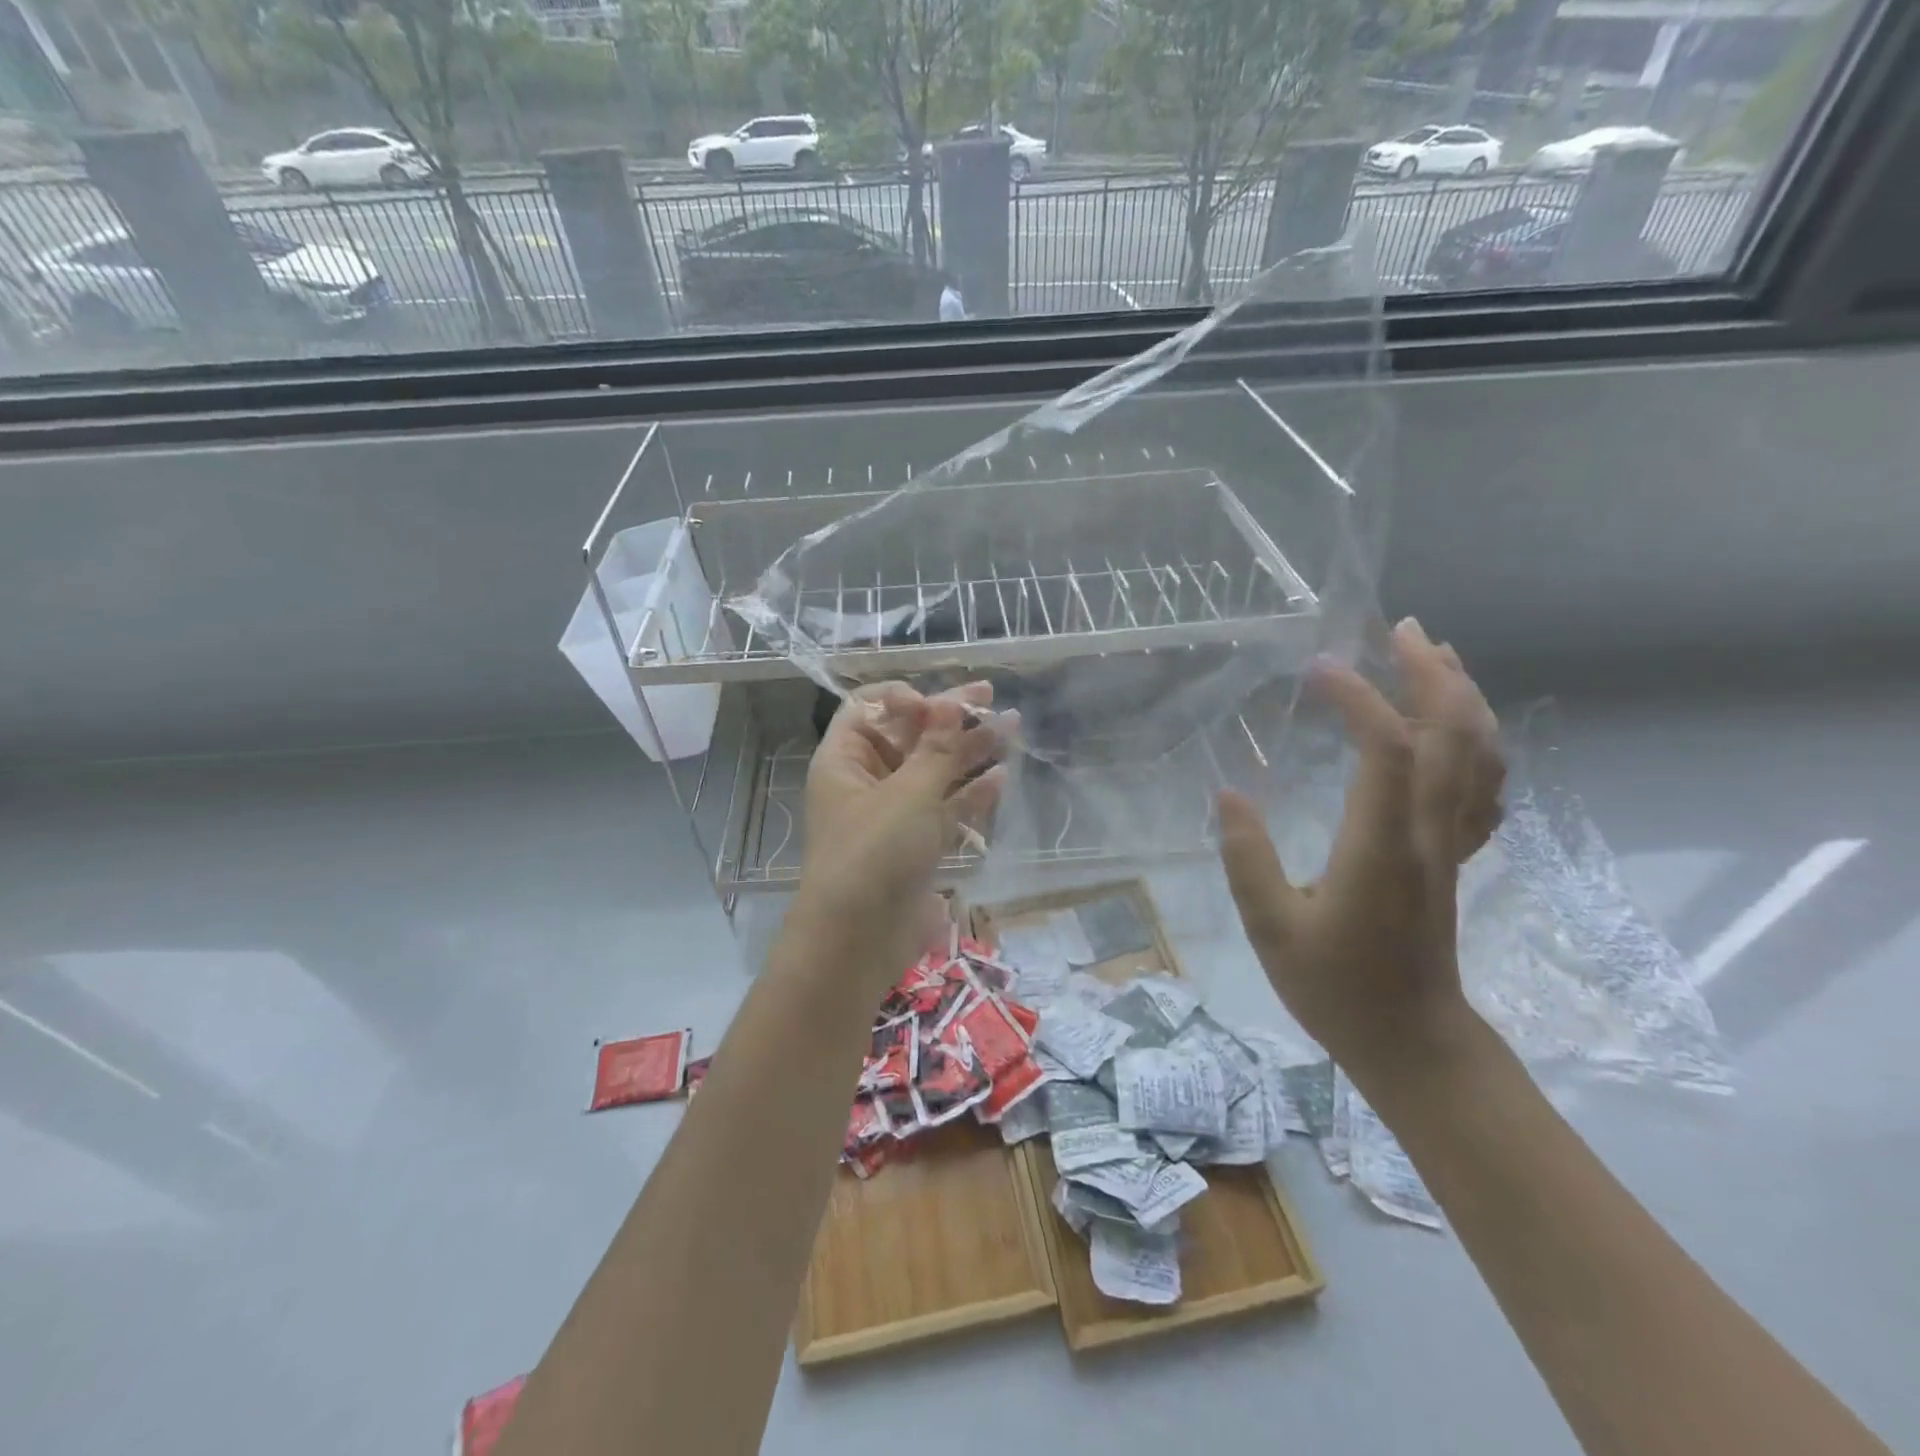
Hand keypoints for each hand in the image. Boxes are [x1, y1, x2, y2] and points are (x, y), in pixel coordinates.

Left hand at [795, 681, 1011, 982]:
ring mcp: (893, 815)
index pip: (870, 708)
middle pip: (909, 737)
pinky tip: (1000, 778)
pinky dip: (970, 794)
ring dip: (968, 752)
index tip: (939, 703)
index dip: (905, 698)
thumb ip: (937, 749)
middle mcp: (867, 781)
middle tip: (990, 698)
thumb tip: (952, 702)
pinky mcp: (916, 845)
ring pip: (933, 772)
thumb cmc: (874, 853)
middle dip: (949, 718)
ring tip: (1011, 728)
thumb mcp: (908, 794)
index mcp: (846, 758)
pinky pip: (945, 809)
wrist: (858, 941)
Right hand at [1216, 618, 1503, 1081]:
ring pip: (1479, 755)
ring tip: (1433, 655)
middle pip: (1452, 736)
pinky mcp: (1453, 855)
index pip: (1388, 750)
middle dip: (1431, 673)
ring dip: (1461, 696)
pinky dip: (1476, 741)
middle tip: (1399, 628)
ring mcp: (1449, 843)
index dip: (1361, 698)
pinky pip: (1482, 786)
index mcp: (1381, 846)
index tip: (1321, 666)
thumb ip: (1246, 858)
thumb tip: (1228, 792)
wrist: (1412, 1040)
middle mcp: (1427, 832)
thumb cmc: (1335, 988)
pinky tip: (1454, 725)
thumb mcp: (1271, 928)